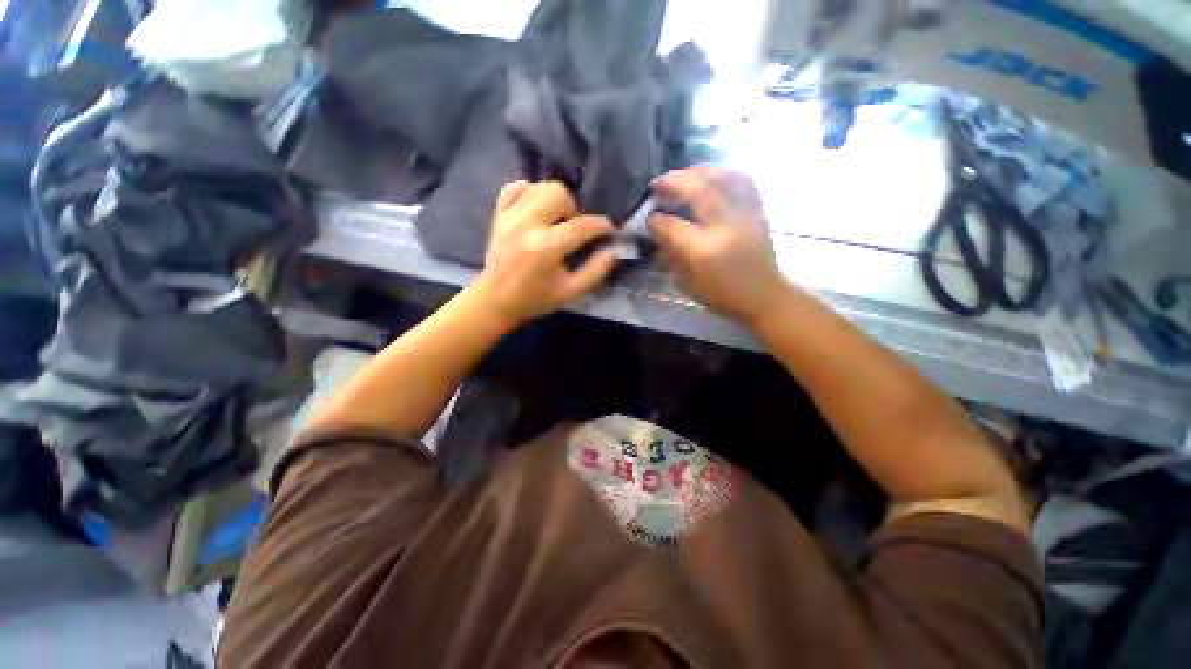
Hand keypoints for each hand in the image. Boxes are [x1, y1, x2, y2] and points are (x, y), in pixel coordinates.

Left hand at [473, 180, 617, 326]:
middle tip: (572, 229)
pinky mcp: (498, 214)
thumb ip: (595, 271)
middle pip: (558, 192)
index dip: (602, 226)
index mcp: (545, 248)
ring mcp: (509, 216)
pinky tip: (535, 210)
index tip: (610, 230)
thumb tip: (614, 250)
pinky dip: (530, 193)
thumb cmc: (535, 299)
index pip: (582, 226)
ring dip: (554, 201)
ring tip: (555, 221)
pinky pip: (516, 187)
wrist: (495, 301)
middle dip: (573, 210)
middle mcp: (526, 225)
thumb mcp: (571, 292)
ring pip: (540, 186)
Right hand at [649, 167, 789, 324]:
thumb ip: (670, 254)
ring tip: (682, 177)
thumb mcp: (686, 283)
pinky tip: (711, 177)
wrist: (763, 296)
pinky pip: (742, 180)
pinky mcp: (758, 210)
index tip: (648, 217)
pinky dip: (723, 174)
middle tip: (658, 184)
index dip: (656, 219)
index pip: (673, 225)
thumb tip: (658, 230)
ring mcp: (745, 214)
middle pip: (698, 190)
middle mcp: (725, 226)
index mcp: (703, 250)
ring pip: (721, 178)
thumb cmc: (721, 295)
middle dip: (673, 182)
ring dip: (697, 172)